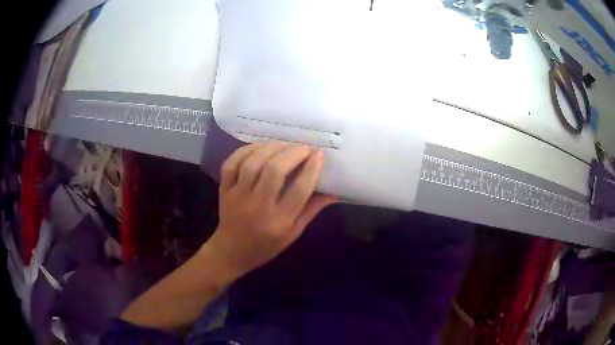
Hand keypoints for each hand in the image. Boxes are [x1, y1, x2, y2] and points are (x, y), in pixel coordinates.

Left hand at [203, 142, 336, 280]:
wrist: (231, 252)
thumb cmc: (266, 246)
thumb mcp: (293, 233)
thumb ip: (311, 210)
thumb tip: (334, 192)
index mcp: (279, 221)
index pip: (299, 190)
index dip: (311, 169)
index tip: (319, 154)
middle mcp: (258, 206)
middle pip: (275, 170)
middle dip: (293, 153)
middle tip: (304, 147)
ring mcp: (238, 196)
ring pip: (254, 163)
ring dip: (272, 148)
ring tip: (285, 145)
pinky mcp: (224, 189)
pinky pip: (232, 163)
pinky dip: (246, 150)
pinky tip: (260, 148)